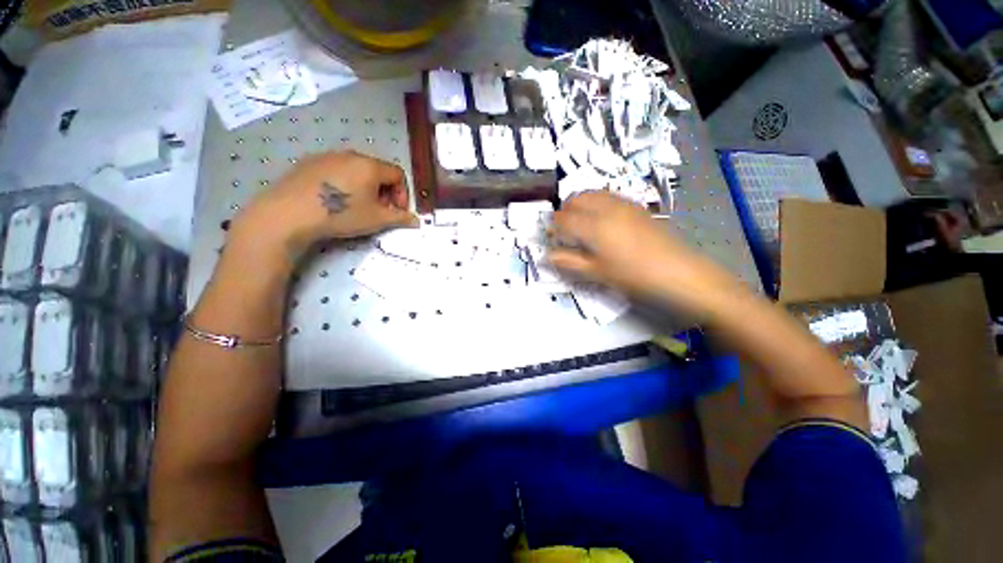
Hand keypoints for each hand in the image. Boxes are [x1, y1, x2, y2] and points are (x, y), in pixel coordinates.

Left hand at [231, 151, 416, 260]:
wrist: (289, 213)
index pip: (398, 174)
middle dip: (385, 192)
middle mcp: (351, 155)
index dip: (403, 194)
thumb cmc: (341, 214)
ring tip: (357, 207)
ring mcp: (327, 156)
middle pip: (378, 171)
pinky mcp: (309, 162)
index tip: (397, 211)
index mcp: (370, 166)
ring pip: (357, 170)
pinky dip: (345, 184)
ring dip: (366, 188)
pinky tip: (334, 201)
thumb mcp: (377, 219)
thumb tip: (417, 220)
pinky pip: (336, 170)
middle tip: (379, 211)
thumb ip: (400, 218)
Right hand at [548, 191, 741, 316]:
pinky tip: (603, 221)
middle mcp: (605, 208)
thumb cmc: (634, 276)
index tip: (551, 237)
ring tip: (581, 224)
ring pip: (592, 194)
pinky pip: (608, 196)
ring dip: (580, 205)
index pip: (563, 219)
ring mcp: (623, 204)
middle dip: (565, 212)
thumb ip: (569, 261)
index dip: (553, 227)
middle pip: (575, 199)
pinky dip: (597, 203)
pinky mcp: (637, 206)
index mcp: (593, 226)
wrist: (680, 272)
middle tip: (565, 231)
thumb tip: (546, 255)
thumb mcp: (597, 273)